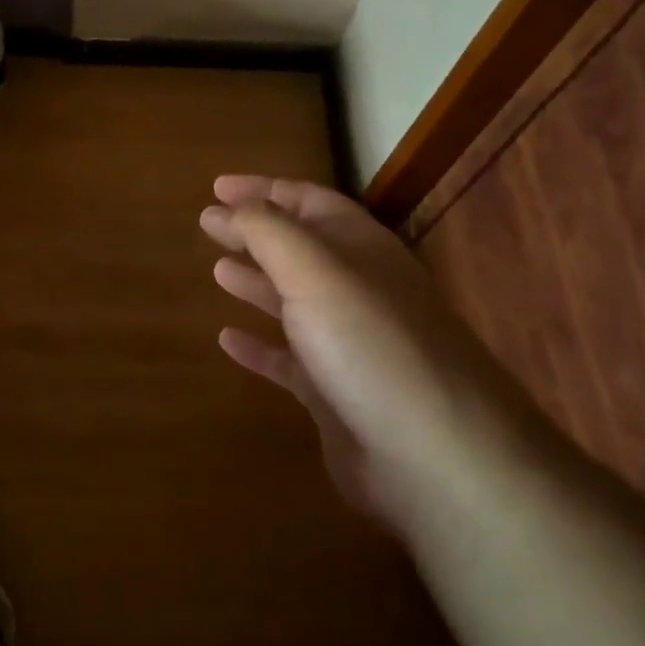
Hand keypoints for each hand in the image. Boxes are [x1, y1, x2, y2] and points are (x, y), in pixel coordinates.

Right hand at [201, 176, 479, 525]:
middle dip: (256, 233)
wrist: (436, 458)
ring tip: (217, 270)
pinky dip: (259, 345)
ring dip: (257, 281)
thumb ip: (269, 233)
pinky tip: (227, 340)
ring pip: (294, 301)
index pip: (309, 203)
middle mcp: (358, 291)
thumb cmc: (371, 347)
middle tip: (208, 225)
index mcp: (361, 250)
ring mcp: (349, 345)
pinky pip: (288, 360)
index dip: (263, 190)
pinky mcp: (336, 394)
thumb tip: (230, 207)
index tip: (216, 187)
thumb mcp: (315, 273)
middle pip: (300, 249)